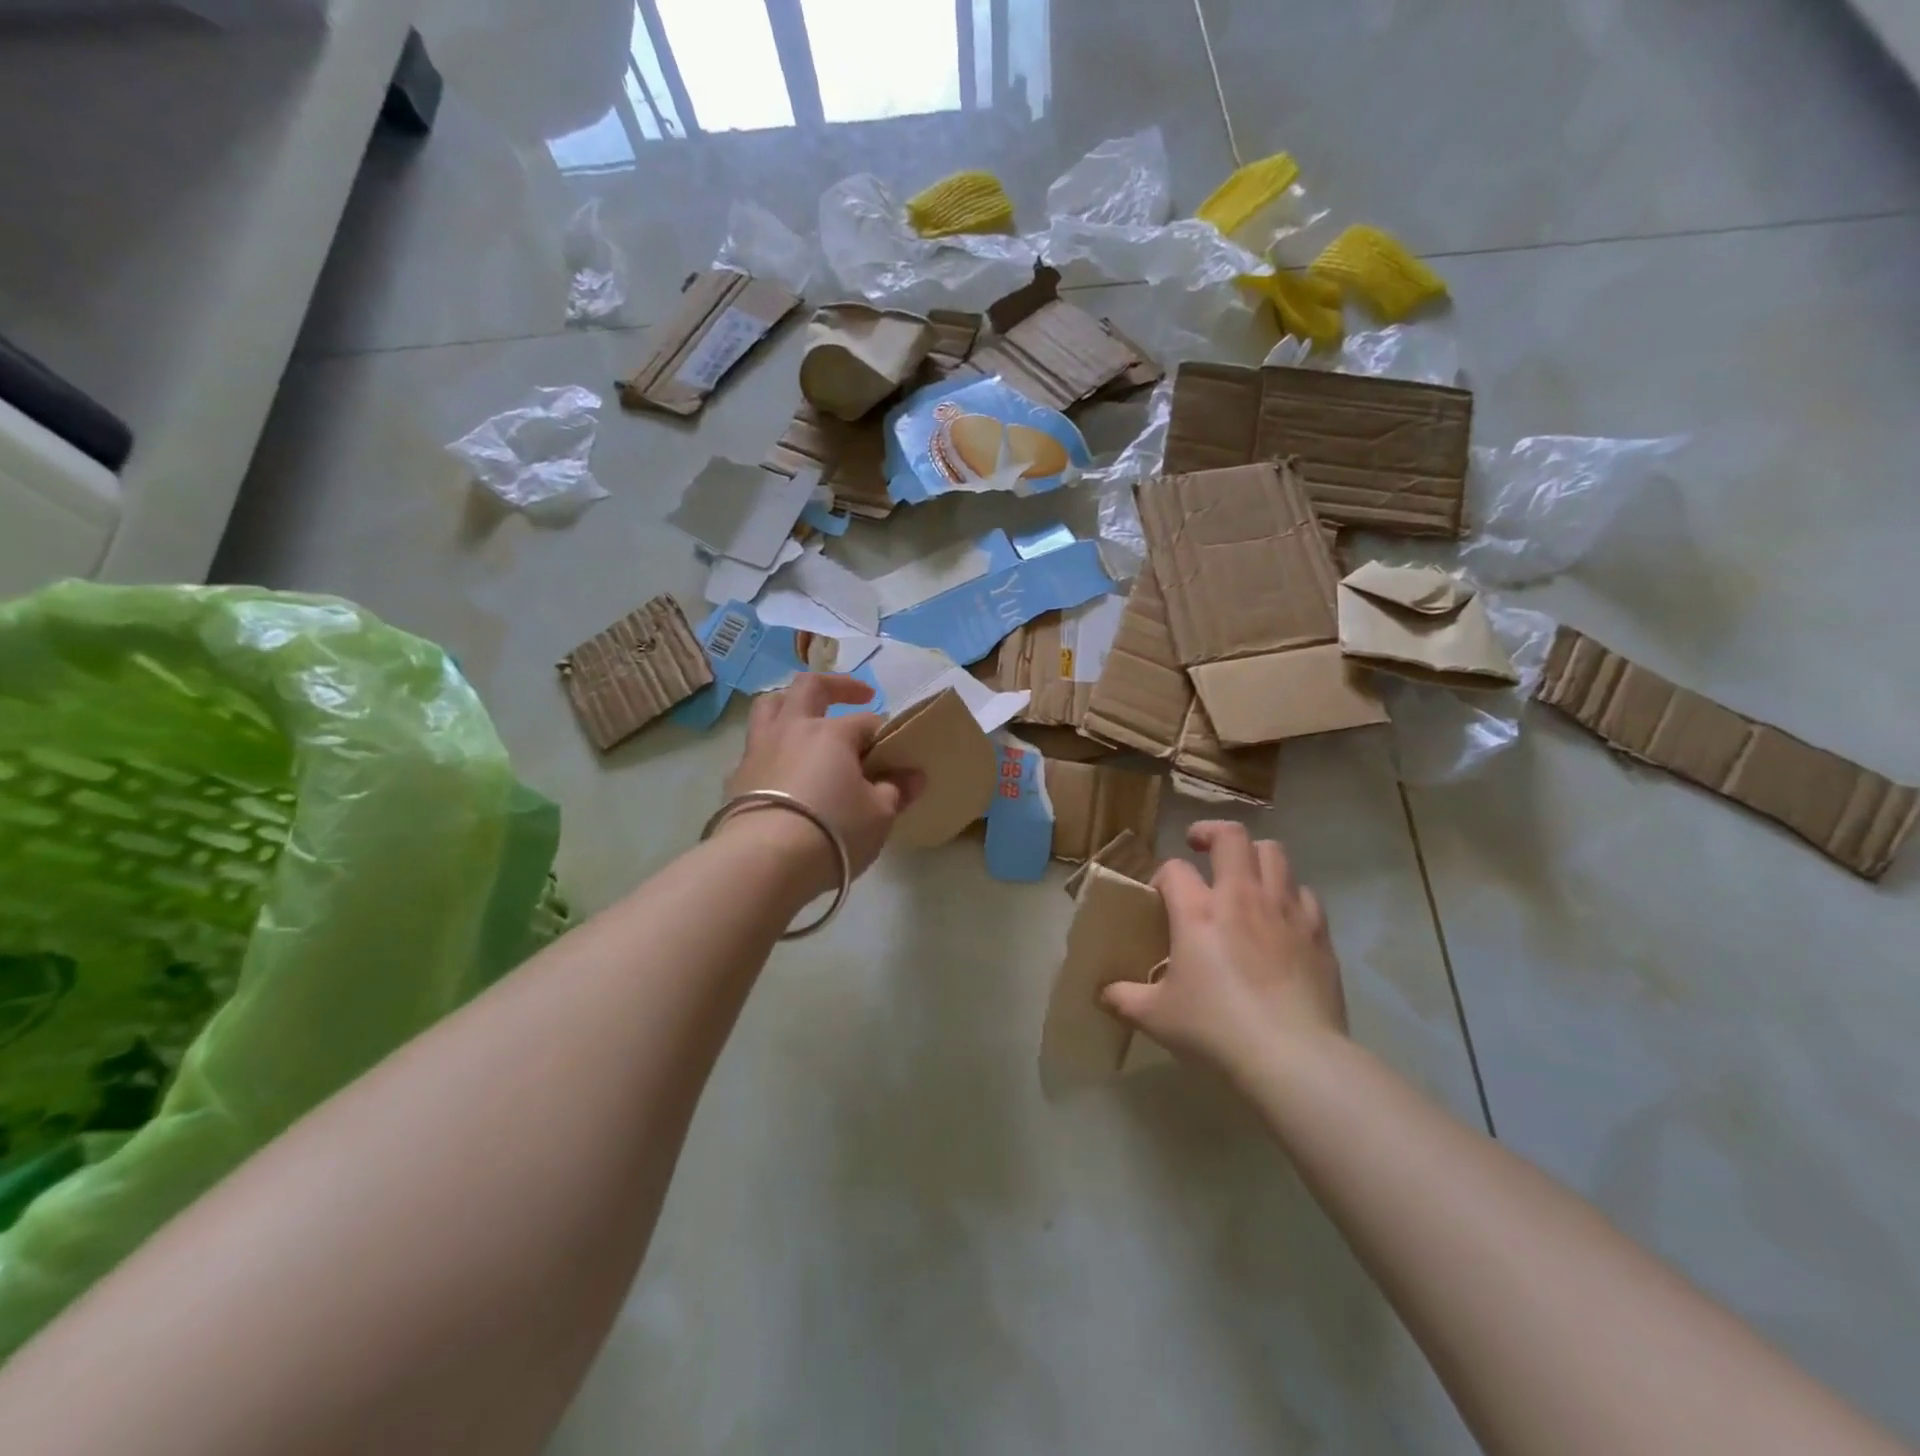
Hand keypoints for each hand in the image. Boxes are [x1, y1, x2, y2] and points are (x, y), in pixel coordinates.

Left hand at [720, 675, 921, 891]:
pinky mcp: (736, 778)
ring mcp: (758, 750)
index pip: (866, 722)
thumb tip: (914, 776)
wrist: (763, 862)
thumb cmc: (833, 831)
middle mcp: (791, 730)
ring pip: (770, 707)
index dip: (885, 735)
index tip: (897, 756)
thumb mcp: (879, 815)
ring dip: (791, 703)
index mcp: (830, 733)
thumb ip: (895, 791)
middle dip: (837, 686)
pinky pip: (755, 749)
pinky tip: (783, 770)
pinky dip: (772, 749)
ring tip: (807, 716)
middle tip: (859, 695)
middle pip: (810, 687)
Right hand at [1102, 821, 1346, 1083]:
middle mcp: (1241, 896)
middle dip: (1211, 833)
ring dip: (1254, 855)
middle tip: (1200, 847)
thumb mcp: (1156, 1017)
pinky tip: (1280, 915)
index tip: (1160, 897)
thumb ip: (1124, 998)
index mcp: (1197, 911)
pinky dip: (1289, 894)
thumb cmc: (1216, 1030)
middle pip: (1231, 836)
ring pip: (1274, 853)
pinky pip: (1304, 893)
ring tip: (1243, 873)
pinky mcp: (1317, 931)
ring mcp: (1284, 910)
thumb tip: (1103, 994)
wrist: (1292, 1057)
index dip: (1162, 877)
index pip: (1174, 869)